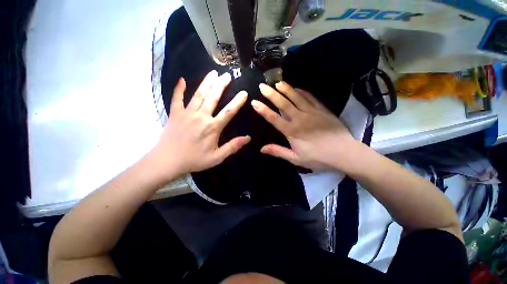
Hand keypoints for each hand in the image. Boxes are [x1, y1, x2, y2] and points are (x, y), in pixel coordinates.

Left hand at [148, 70, 249, 182]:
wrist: (168, 161)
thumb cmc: (194, 160)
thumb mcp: (217, 157)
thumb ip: (233, 146)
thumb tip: (248, 138)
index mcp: (212, 127)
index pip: (228, 111)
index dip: (237, 101)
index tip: (244, 92)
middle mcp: (201, 116)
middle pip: (213, 97)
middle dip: (221, 85)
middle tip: (228, 75)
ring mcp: (187, 113)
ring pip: (198, 94)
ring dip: (206, 82)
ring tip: (213, 72)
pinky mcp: (175, 113)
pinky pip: (177, 98)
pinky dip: (179, 89)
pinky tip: (182, 80)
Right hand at [251, 82, 355, 170]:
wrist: (344, 152)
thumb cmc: (318, 158)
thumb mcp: (296, 159)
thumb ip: (279, 151)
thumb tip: (262, 149)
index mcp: (292, 131)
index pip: (274, 118)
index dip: (263, 110)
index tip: (254, 102)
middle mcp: (300, 118)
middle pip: (283, 104)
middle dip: (271, 94)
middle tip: (263, 86)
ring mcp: (312, 112)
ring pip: (296, 97)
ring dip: (286, 89)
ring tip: (277, 82)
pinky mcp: (322, 109)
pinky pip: (310, 97)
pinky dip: (302, 91)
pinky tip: (296, 88)